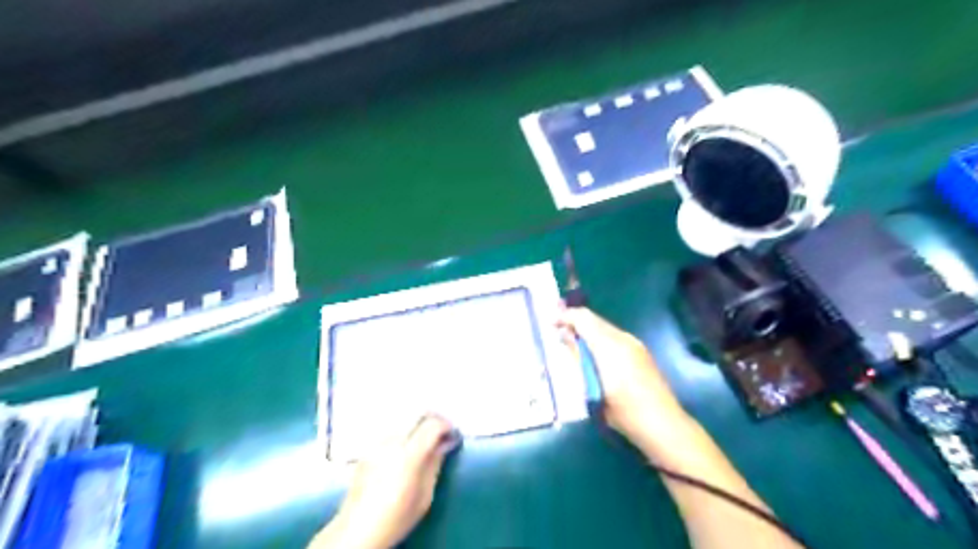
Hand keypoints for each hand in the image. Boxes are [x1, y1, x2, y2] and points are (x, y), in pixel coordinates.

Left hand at [312, 415, 460, 548]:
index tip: (453, 434)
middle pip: (417, 414)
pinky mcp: (368, 448)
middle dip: (433, 418)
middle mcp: (392, 441)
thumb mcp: (425, 495)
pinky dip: (404, 432)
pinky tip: (405, 448)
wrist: (357, 530)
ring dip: (418, 424)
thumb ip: (435, 464)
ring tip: (425, 439)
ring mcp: (377, 442)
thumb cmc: (397, 517)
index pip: (432, 425)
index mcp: (409, 455)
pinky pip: (391, 430)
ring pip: (403, 419)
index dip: (447, 425)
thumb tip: (445, 444)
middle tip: (443, 430)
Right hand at [558, 306, 685, 451]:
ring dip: (587, 330)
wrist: (664, 425)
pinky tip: (593, 355)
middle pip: (594, 319)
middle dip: (575, 321)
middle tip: (557, 332)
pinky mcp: (640, 352)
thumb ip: (578, 360)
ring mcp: (635, 344)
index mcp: (610, 347)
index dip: (565, 316)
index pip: (583, 318)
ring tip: (572, 344)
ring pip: (604, 327)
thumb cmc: (624, 413)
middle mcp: (623, 339)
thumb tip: (565, 337)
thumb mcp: (593, 390)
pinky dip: (599, 338)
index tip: (550, 323)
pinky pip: (614, 336)